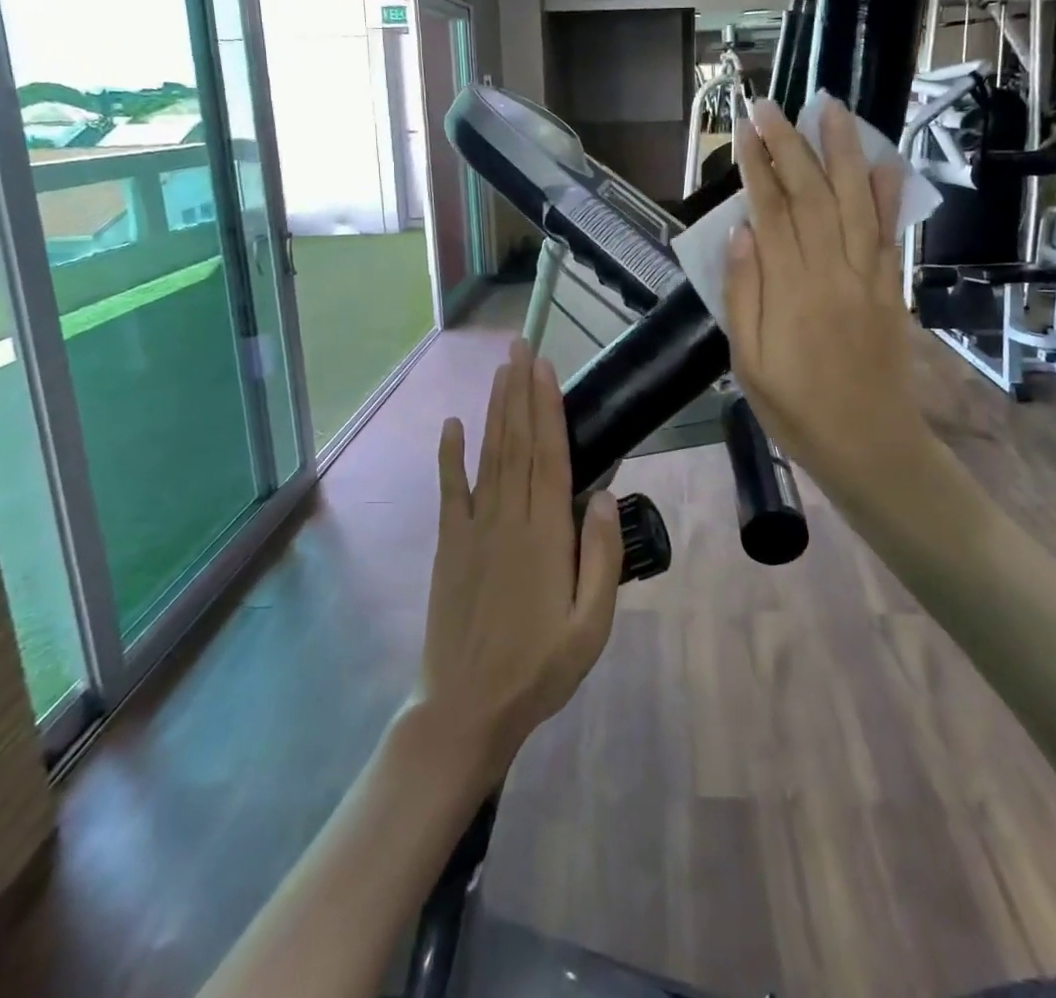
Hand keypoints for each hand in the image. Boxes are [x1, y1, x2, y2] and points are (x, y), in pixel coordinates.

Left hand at [412, 339, 621, 786]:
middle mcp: (508, 519)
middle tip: (521, 348)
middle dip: (519, 392)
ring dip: (495, 410)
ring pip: (488, 456)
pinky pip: (451, 490)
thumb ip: (600, 557)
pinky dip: (450, 455)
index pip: (548, 455)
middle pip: (517, 443)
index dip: (547, 408)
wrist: (467, 707)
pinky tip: (451, 425)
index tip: (545, 369)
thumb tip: (605, 495)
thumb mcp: (591, 624)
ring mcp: (474, 528)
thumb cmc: (539, 667)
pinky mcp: (451, 544)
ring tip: (500, 371)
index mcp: (546, 535)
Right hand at [724, 97, 931, 520]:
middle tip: (773, 105)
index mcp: (789, 290)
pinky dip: (888, 196)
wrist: (869, 445)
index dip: (758, 166)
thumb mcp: (748, 364)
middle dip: (790, 145)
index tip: (747, 128)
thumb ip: (743, 296)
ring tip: (832, 109)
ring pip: (854, 201)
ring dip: (843, 152)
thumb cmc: (796, 409)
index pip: (771, 212)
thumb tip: (739, 233)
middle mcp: (830, 271)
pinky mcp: (891, 289)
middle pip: (811, 195)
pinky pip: (889, 234)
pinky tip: (884, 162)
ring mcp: (867, 277)